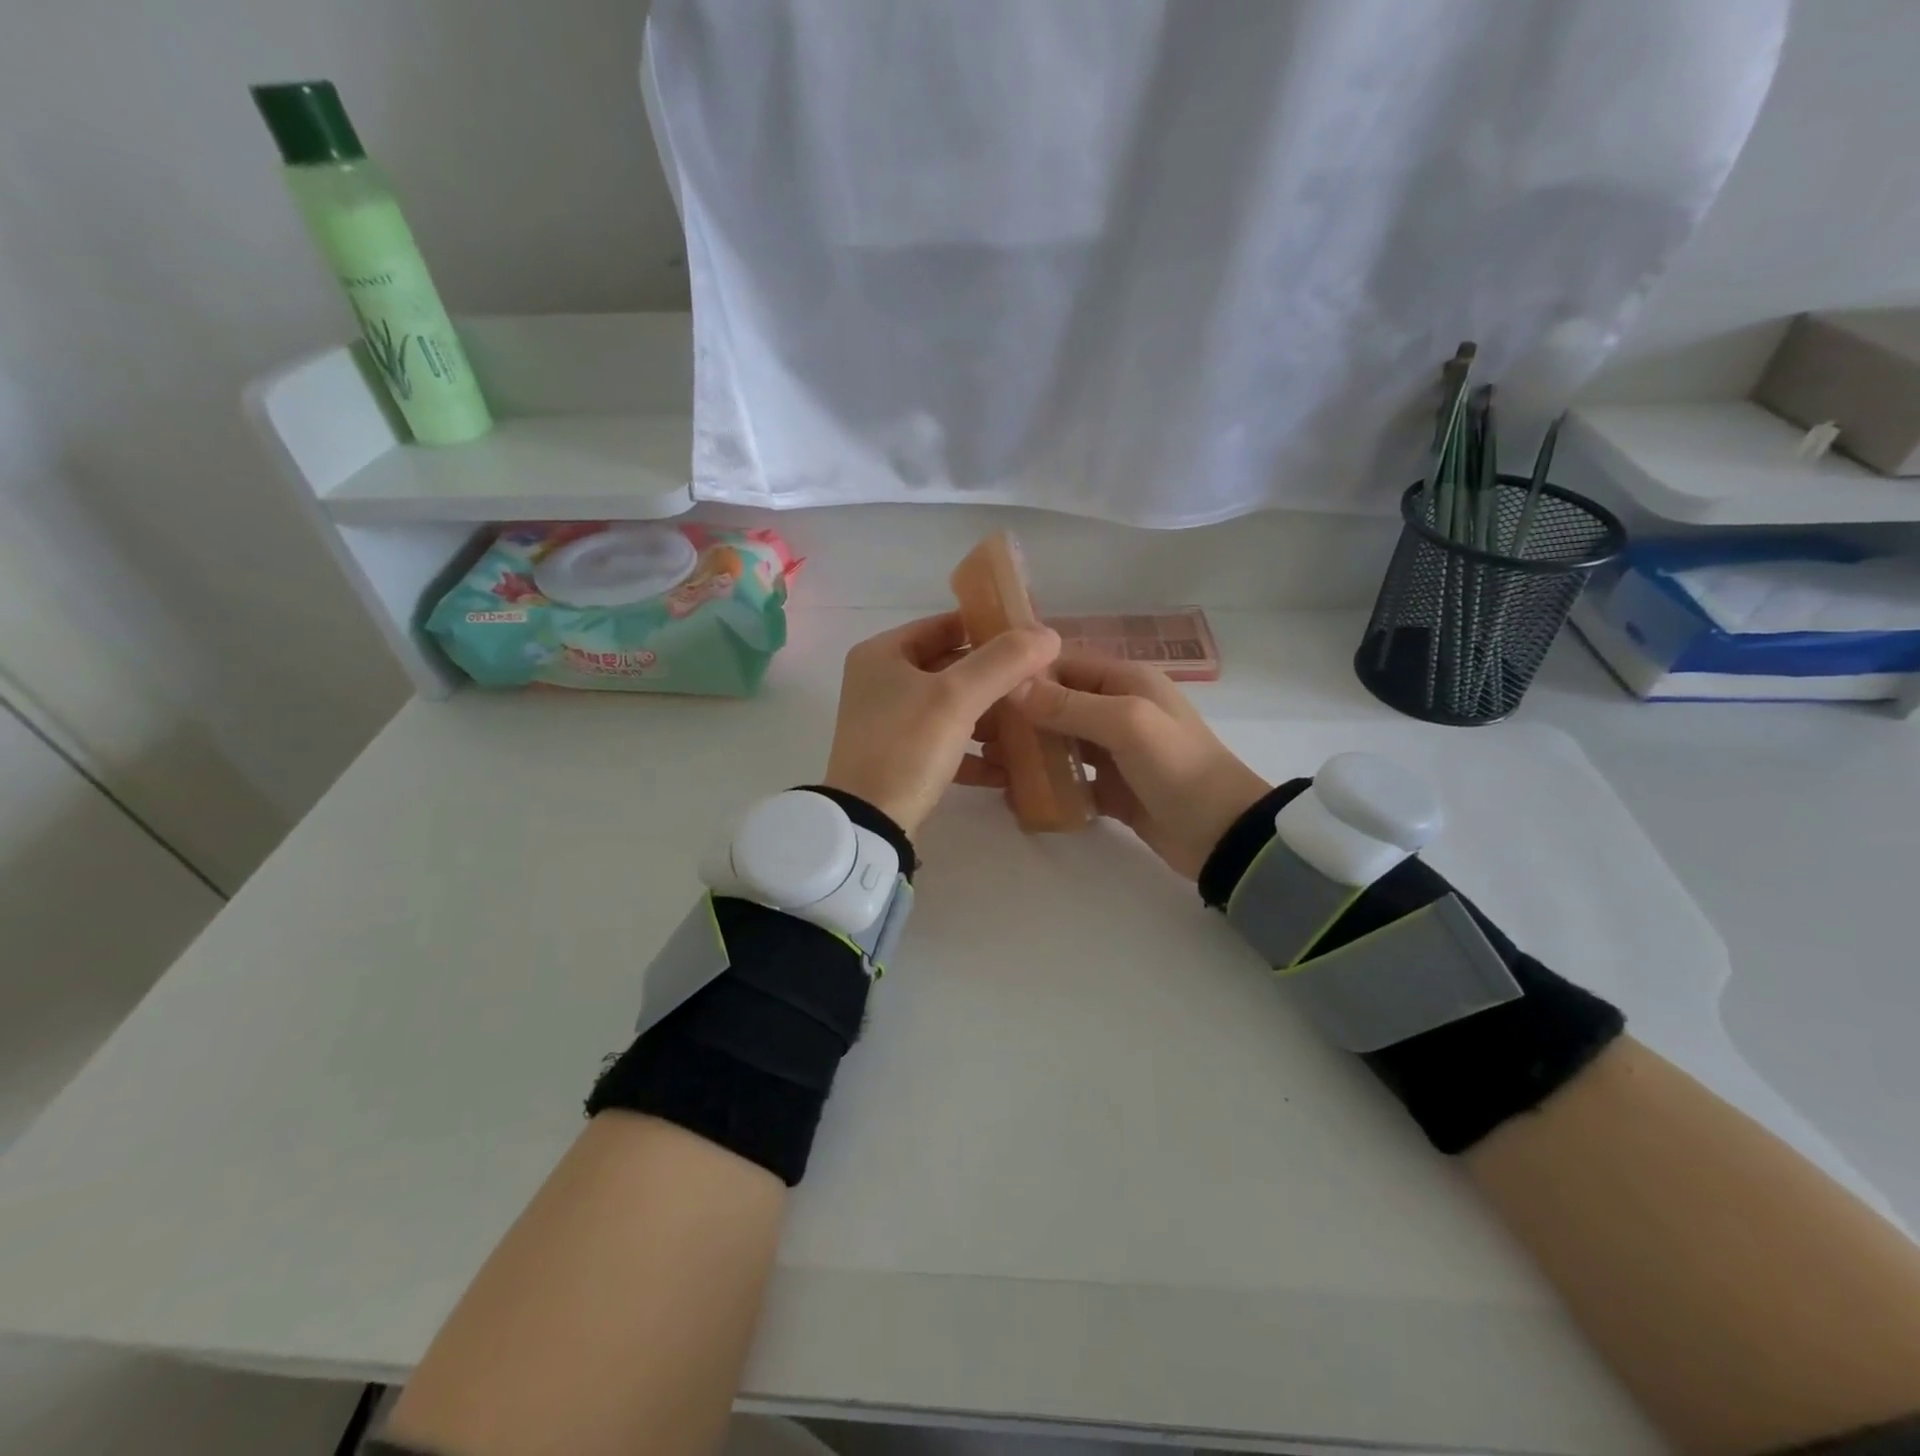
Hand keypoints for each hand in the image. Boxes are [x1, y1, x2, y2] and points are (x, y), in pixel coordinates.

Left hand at [823, 613, 1060, 837]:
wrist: (868, 824)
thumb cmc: (907, 747)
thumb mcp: (957, 697)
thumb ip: (1003, 662)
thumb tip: (1048, 634)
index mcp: (884, 654)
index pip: (945, 625)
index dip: (989, 628)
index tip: (1031, 639)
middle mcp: (882, 683)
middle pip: (951, 668)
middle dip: (995, 679)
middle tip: (1040, 683)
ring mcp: (890, 723)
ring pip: (952, 708)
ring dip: (990, 717)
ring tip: (1031, 725)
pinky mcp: (901, 759)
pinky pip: (946, 744)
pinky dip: (974, 753)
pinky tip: (1008, 768)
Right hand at [1006, 656, 1268, 878]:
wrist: (1223, 835)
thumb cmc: (1178, 767)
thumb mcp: (1127, 724)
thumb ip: (1070, 705)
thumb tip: (1013, 686)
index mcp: (1127, 681)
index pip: (1065, 665)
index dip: (1027, 675)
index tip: (985, 690)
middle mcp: (1119, 709)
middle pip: (1058, 704)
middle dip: (1021, 716)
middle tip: (978, 732)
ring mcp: (1116, 752)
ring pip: (1062, 741)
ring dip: (1030, 750)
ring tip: (989, 762)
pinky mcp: (1113, 788)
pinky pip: (1072, 779)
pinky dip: (1048, 784)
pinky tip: (1016, 794)